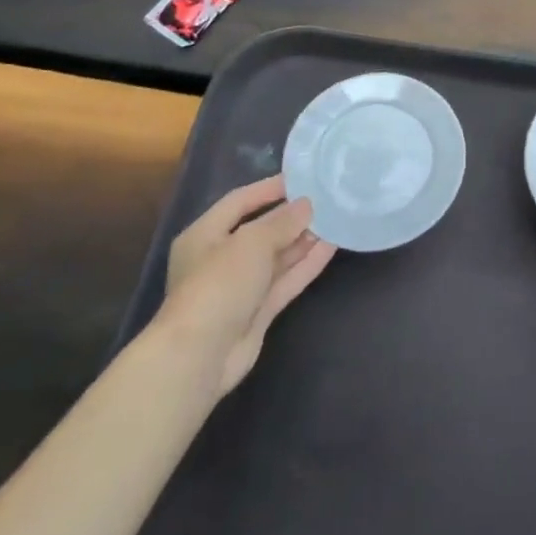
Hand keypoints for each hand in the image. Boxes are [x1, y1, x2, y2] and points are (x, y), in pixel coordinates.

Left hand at [152, 176, 335, 398]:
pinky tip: (331, 246)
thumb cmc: (218, 284)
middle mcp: (219, 259)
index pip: (240, 202)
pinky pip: (285, 280)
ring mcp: (239, 288)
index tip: (303, 178)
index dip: (269, 189)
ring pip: (276, 257)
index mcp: (204, 235)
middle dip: (291, 217)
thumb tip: (307, 204)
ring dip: (303, 240)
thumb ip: (282, 221)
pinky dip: (306, 264)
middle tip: (326, 199)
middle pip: (260, 230)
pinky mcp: (257, 312)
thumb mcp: (252, 242)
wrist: (200, 357)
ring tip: (335, 219)